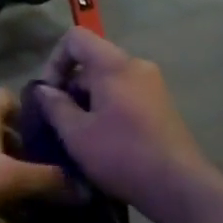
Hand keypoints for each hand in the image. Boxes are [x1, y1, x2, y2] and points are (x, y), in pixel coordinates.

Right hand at [30, 29, 215, 218]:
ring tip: (79, 135)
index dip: (55, 61)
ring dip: (88, 101)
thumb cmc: (121, 155)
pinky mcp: (161, 104)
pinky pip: (126, 94)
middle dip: (71, 86)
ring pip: (109, 80)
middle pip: (93, 60)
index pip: (76, 38)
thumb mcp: (76, 134)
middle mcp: (136, 65)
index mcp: (114, 65)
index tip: (49, 94)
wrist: (178, 185)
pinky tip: (104, 140)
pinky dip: (108, 108)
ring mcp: (153, 84)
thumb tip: (43, 89)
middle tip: (60, 122)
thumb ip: (55, 106)